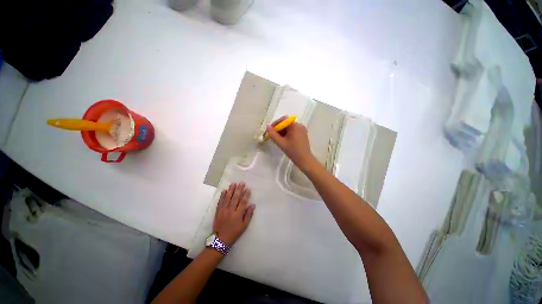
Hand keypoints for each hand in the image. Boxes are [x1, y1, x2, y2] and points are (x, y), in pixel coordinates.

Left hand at [213, 182, 254, 245]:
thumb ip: (248, 215)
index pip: (243, 202)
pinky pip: (220, 202)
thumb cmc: (234, 233)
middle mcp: (230, 210)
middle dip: (239, 189)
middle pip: (235, 198)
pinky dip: (222, 196)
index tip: (248, 189)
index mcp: (238, 214)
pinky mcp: (218, 211)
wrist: (220, 240)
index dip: (246, 195)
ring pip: (227, 198)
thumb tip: (252, 205)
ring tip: (233, 183)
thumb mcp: (244, 226)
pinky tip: (224, 190)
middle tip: (241, 183)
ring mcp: (223, 210)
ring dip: (231, 190)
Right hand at [266, 117, 316, 171]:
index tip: (270, 130)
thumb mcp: (281, 143)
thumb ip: (273, 134)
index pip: (283, 120)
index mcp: (295, 126)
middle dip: (279, 129)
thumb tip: (267, 126)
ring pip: (289, 128)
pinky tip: (284, 141)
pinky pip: (293, 131)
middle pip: (286, 123)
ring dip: (283, 132)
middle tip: (273, 136)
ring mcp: (302, 130)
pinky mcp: (303, 134)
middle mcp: (300, 125)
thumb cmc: (293, 151)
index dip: (275, 124)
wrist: (304, 160)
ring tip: (278, 140)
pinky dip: (288, 134)